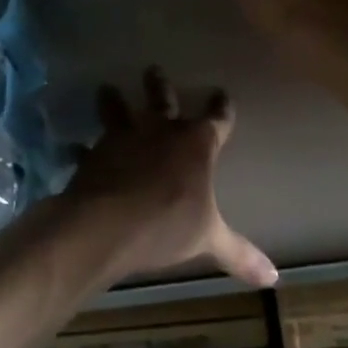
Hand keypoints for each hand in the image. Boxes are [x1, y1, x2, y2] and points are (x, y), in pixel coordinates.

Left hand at [55, 67, 276, 289]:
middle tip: (153, 69)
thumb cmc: (167, 225)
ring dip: (113, 101)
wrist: (107, 225)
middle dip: (160, 86)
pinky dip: (80, 149)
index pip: (216, 120)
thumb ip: (239, 254)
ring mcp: (123, 140)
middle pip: (162, 101)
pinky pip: (87, 148)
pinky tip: (72, 147)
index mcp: (196, 145)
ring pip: (119, 112)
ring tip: (106, 88)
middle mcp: (160, 132)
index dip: (221, 108)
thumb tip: (274, 279)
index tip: (222, 93)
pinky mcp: (95, 155)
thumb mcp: (208, 239)